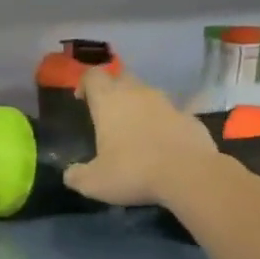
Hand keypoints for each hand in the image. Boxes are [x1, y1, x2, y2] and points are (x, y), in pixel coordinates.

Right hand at [63, 66, 218, 206]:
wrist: (189, 175)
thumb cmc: (133, 171)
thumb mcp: (93, 183)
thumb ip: (77, 176)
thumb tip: (70, 174)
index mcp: (109, 101)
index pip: (92, 76)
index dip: (84, 84)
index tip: (81, 100)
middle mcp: (137, 93)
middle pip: (121, 77)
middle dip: (112, 90)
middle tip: (107, 114)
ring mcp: (167, 103)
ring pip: (147, 94)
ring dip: (138, 106)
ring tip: (134, 131)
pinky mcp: (190, 117)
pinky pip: (170, 114)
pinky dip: (162, 123)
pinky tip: (161, 145)